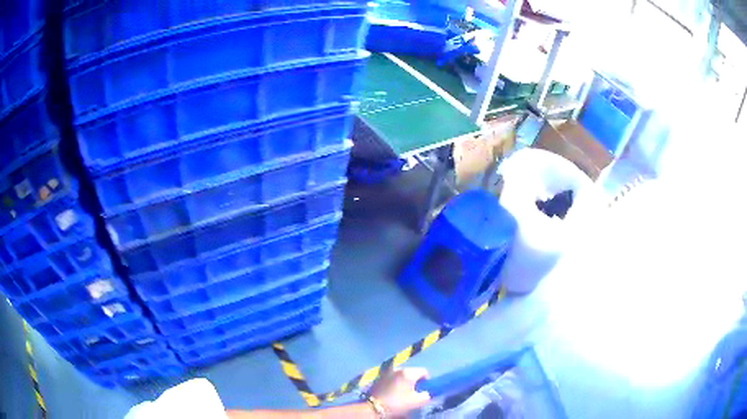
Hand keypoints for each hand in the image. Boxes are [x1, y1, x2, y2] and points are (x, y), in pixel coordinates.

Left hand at [369, 368, 430, 417]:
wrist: (374, 407)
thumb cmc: (398, 403)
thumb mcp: (417, 402)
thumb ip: (425, 395)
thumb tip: (424, 393)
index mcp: (408, 373)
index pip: (423, 371)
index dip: (426, 380)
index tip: (423, 389)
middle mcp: (397, 369)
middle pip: (411, 373)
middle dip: (414, 381)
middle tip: (413, 392)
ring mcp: (386, 373)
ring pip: (400, 376)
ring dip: (403, 382)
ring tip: (401, 393)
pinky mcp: (378, 378)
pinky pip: (391, 379)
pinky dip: (394, 384)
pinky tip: (392, 393)